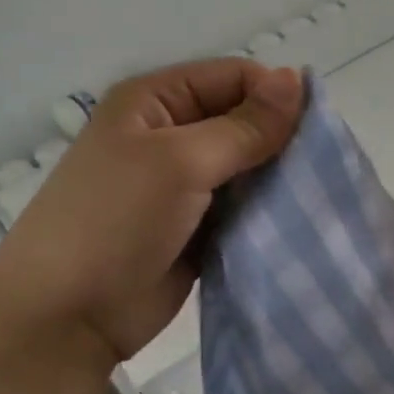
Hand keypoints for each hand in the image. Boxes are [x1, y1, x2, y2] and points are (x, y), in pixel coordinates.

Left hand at [0, 59, 303, 367]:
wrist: (71, 314)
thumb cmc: (116, 221)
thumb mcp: (180, 162)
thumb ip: (244, 126)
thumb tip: (299, 79)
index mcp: (156, 102)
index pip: (233, 78)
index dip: (275, 97)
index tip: (317, 132)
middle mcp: (171, 137)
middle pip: (243, 123)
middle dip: (281, 143)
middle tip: (322, 171)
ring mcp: (184, 188)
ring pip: (247, 171)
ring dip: (277, 182)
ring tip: (315, 199)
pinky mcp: (197, 231)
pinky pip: (242, 211)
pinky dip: (266, 215)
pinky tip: (297, 224)